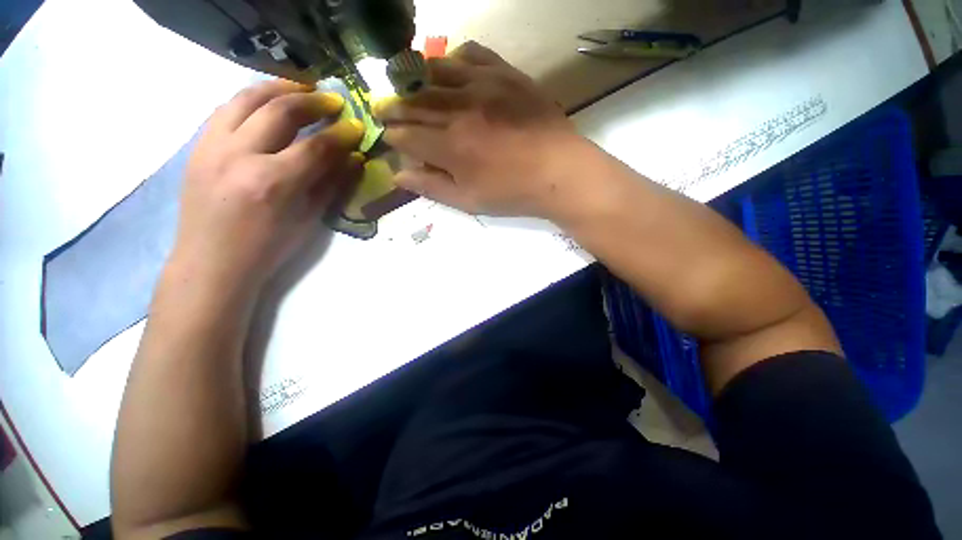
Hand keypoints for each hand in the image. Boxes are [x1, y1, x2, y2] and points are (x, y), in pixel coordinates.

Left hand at [169, 80, 364, 291]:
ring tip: (299, 90)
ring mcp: (213, 149)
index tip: (354, 126)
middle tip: (330, 103)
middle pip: (282, 108)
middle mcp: (239, 157)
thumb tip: (351, 152)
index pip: (315, 145)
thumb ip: (329, 184)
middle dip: (314, 101)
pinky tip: (264, 105)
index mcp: (269, 185)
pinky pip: (226, 109)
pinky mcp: (198, 149)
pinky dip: (250, 101)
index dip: (341, 133)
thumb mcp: (302, 226)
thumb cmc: (258, 255)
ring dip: (280, 87)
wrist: (207, 270)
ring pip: (250, 96)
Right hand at [375, 41, 589, 219]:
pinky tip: (453, 67)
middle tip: (384, 106)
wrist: (563, 169)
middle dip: (393, 105)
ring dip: (416, 78)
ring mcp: (483, 85)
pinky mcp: (505, 72)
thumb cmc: (516, 190)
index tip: (391, 137)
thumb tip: (396, 175)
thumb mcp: (469, 201)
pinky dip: (456, 56)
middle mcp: (460, 110)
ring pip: (435, 71)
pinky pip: (473, 52)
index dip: (392, 136)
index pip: (404, 134)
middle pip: (412, 101)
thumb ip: (429, 186)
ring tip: (412, 84)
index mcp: (450, 146)